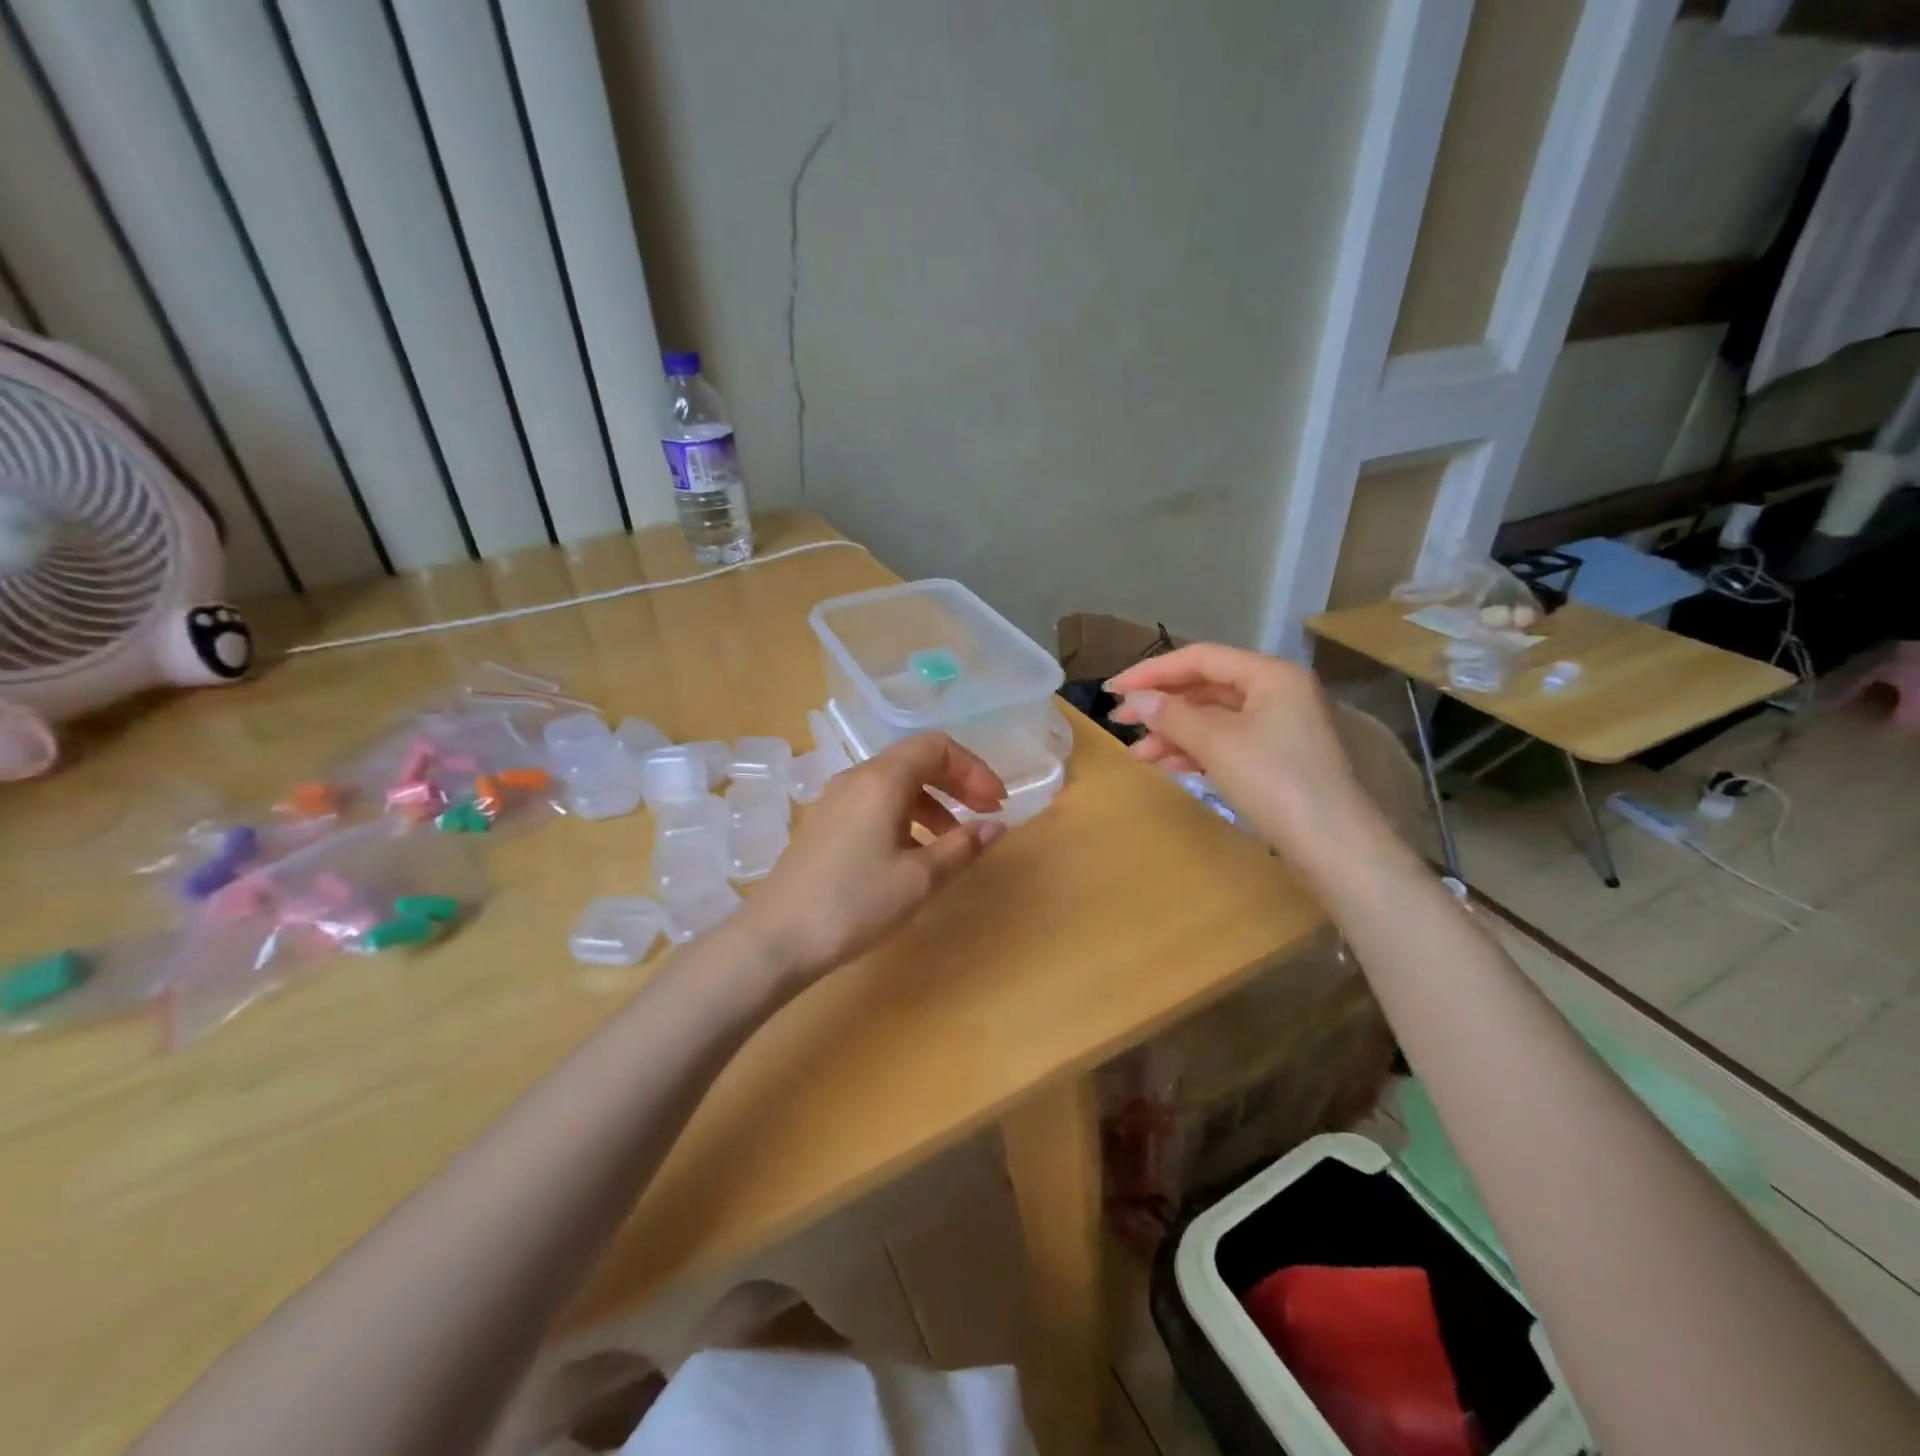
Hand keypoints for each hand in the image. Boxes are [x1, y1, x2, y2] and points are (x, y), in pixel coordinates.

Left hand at [739, 733, 1007, 985]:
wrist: (776, 938)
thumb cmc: (854, 904)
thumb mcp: (919, 879)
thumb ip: (962, 847)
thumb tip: (996, 827)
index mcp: (882, 780)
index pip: (938, 747)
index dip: (974, 770)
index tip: (996, 804)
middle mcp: (857, 777)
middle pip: (917, 759)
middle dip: (957, 782)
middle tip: (985, 814)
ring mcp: (836, 799)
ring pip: (896, 783)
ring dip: (933, 802)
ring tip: (953, 841)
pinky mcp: (825, 822)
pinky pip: (875, 802)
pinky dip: (906, 815)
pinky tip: (913, 853)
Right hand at [1106, 643, 1380, 863]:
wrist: (1335, 848)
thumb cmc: (1276, 783)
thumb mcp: (1218, 744)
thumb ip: (1172, 715)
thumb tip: (1135, 699)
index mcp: (1271, 675)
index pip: (1200, 658)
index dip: (1152, 671)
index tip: (1112, 690)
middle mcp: (1278, 693)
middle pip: (1206, 687)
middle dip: (1161, 705)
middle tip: (1119, 721)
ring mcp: (1279, 727)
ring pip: (1214, 719)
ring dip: (1173, 733)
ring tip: (1137, 754)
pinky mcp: (1276, 760)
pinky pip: (1226, 743)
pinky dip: (1195, 751)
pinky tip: (1166, 765)